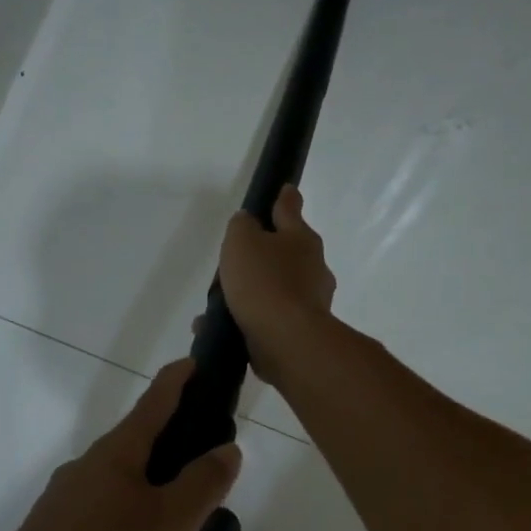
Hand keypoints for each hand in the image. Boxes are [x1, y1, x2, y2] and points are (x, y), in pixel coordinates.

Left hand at [0, 360, 241, 530]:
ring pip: (130, 516)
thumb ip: (204, 483)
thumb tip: (226, 448)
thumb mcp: (171, 523)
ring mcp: (67, 507)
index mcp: (117, 453)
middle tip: (203, 521)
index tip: (196, 362)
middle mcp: (89, 470)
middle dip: (179, 490)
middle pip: (146, 462)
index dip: (180, 379)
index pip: (156, 401)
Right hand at [219, 185, 336, 387]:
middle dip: (262, 256)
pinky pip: (268, 319)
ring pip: (274, 289)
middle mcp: (312, 268)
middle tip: (234, 262)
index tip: (286, 189)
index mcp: (301, 239)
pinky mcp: (299, 331)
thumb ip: (242, 226)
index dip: (284, 199)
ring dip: (249, 293)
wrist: (287, 340)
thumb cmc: (264, 282)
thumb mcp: (242, 242)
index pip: (290, 210)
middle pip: (284, 254)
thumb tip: (247, 223)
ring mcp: (309, 302)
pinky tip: (220, 327)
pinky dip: (247, 319)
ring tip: (217, 304)